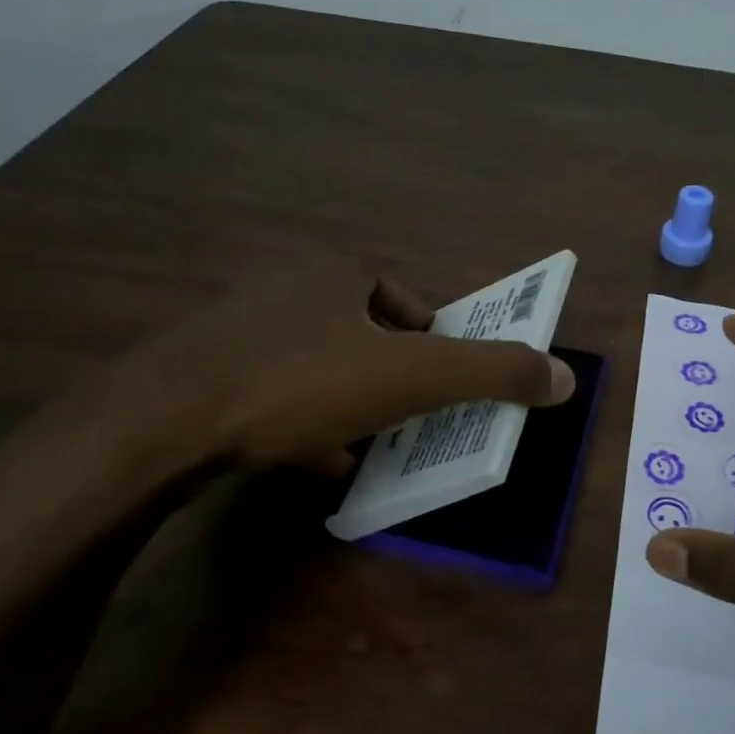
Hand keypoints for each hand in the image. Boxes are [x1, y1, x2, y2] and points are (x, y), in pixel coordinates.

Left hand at [78, 258, 573, 481]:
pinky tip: (311, 459)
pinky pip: (275, 393)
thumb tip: (567, 377)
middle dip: (392, 379)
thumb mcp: (414, 377)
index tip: (442, 390)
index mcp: (339, 274)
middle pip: (364, 335)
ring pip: (319, 366)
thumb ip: (494, 373)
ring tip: (365, 447)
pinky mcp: (207, 371)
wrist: (167, 420)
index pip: (409, 304)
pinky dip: (302, 423)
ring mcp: (242, 329)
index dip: (434, 345)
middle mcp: (289, 288)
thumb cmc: (303, 383)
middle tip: (409, 423)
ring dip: (349, 404)